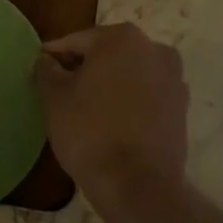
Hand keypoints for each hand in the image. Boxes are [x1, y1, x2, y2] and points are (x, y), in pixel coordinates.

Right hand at [33, 23, 187, 196]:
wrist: (138, 184)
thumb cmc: (89, 131)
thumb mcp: (54, 98)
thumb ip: (46, 70)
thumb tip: (45, 60)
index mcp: (121, 38)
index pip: (77, 41)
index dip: (55, 56)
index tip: (40, 71)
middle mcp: (154, 49)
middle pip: (107, 53)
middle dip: (84, 68)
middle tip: (60, 90)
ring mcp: (173, 78)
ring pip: (129, 73)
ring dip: (108, 84)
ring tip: (85, 108)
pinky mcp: (182, 107)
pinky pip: (146, 95)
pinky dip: (128, 101)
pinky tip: (111, 122)